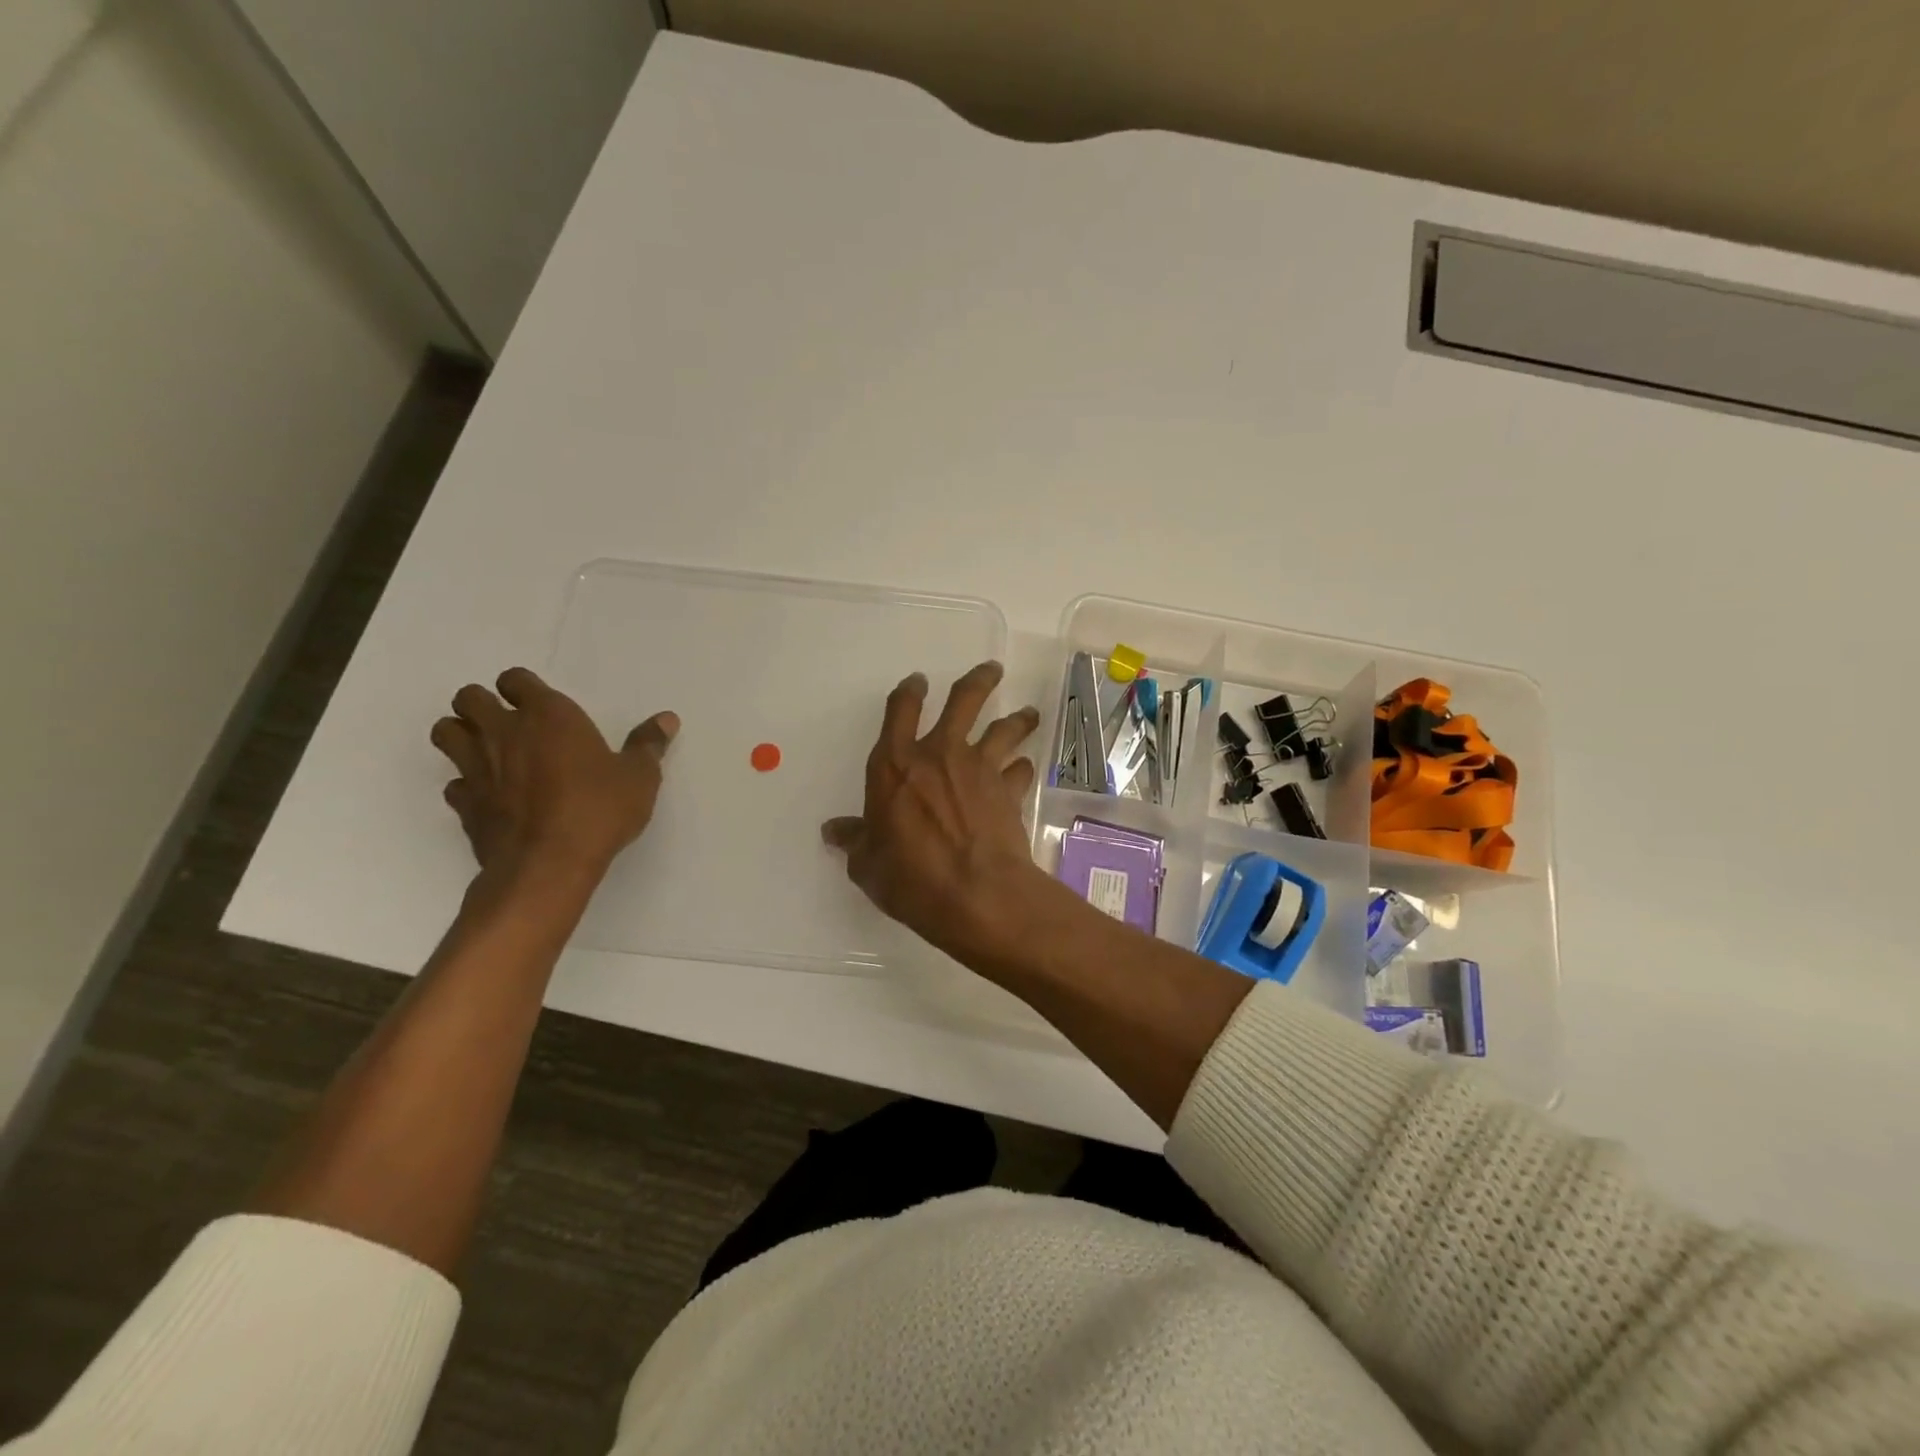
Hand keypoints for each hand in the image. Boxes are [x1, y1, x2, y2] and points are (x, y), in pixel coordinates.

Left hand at [431, 667, 677, 880]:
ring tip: (488, 750)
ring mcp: (477, 767)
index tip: (539, 703)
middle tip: (508, 722)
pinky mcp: (465, 804)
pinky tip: (489, 795)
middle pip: (469, 698)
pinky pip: (453, 782)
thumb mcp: (639, 777)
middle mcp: (504, 732)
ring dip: (461, 734)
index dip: (523, 687)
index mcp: (549, 716)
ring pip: (445, 732)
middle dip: (482, 704)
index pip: (516, 679)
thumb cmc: (599, 810)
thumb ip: (648, 745)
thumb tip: (667, 719)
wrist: (548, 864)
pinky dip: (466, 783)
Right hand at [823, 661, 1047, 960]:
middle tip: (992, 670)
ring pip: (1005, 729)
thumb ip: (855, 841)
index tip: (917, 681)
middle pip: (965, 700)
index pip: (900, 710)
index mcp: (895, 765)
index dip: (909, 691)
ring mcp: (980, 769)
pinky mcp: (1009, 792)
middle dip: (979, 680)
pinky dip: (1022, 769)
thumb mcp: (868, 865)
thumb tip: (834, 831)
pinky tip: (1023, 771)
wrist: (977, 894)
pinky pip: (1020, 770)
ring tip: (1027, 713)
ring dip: (1018, 719)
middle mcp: (940, 754)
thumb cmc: (911, 878)